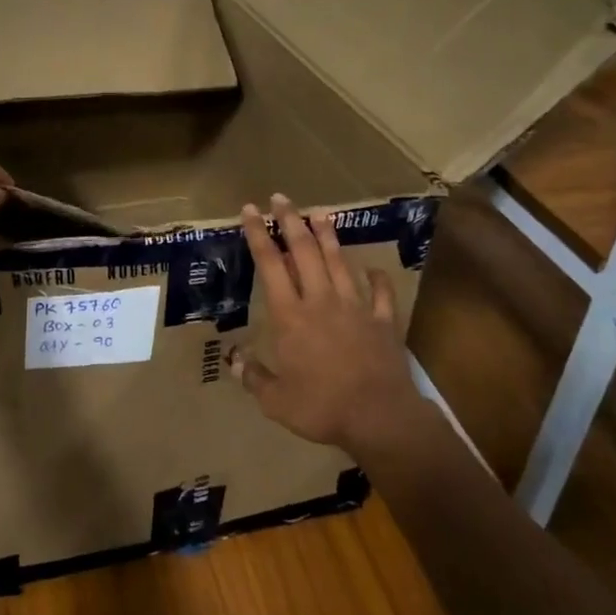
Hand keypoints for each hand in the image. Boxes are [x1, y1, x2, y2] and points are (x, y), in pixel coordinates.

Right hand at [234, 193, 422, 452]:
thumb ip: (253, 376)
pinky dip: (377, 279)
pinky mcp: (383, 321)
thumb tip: (232, 359)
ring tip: (320, 213)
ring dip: (328, 237)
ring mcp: (355, 308)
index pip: (270, 265)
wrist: (379, 417)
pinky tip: (374, 269)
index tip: (250, 210)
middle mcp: (321, 301)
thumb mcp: (275, 401)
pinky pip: (381, 294)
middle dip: (291, 221)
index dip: (258, 235)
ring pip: (339, 263)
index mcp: (290, 316)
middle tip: (281, 198)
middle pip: (304, 252)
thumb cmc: (321, 407)